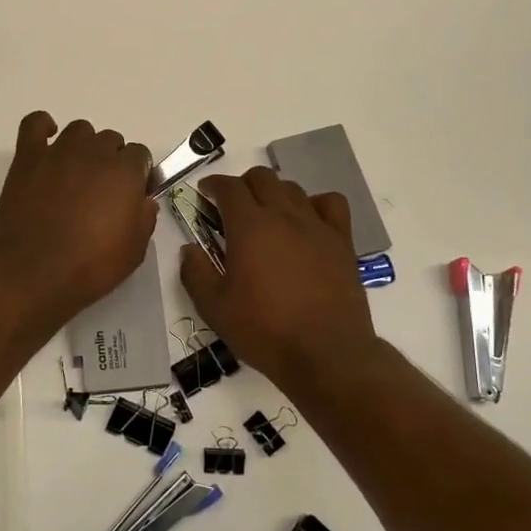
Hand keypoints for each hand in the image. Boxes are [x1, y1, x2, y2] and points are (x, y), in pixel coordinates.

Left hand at [0, 112, 158, 322]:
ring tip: (76, 173)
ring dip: (84, 146)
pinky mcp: (28, 157)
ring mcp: (59, 152)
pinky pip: (36, 123)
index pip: (140, 155)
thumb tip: (144, 201)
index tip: (132, 196)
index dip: (138, 175)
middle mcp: (94, 153)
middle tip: (101, 191)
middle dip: (111, 161)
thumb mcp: (134, 251)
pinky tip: (47, 144)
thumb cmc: (90, 266)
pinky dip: (43, 127)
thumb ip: (144, 219)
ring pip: (80, 130)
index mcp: (125, 172)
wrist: (34, 273)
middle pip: (111, 140)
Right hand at [180, 168, 377, 390]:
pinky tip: (307, 222)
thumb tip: (189, 249)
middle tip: (232, 208)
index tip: (204, 194)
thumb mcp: (214, 308)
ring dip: (274, 193)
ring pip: (293, 188)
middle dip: (242, 185)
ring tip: (267, 216)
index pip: (228, 187)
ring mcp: (316, 225)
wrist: (325, 353)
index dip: (213, 184)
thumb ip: (195, 273)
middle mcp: (283, 215)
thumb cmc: (264, 330)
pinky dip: (315, 204)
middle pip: (262, 178)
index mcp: (249, 227)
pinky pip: (331, 204)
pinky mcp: (341, 241)